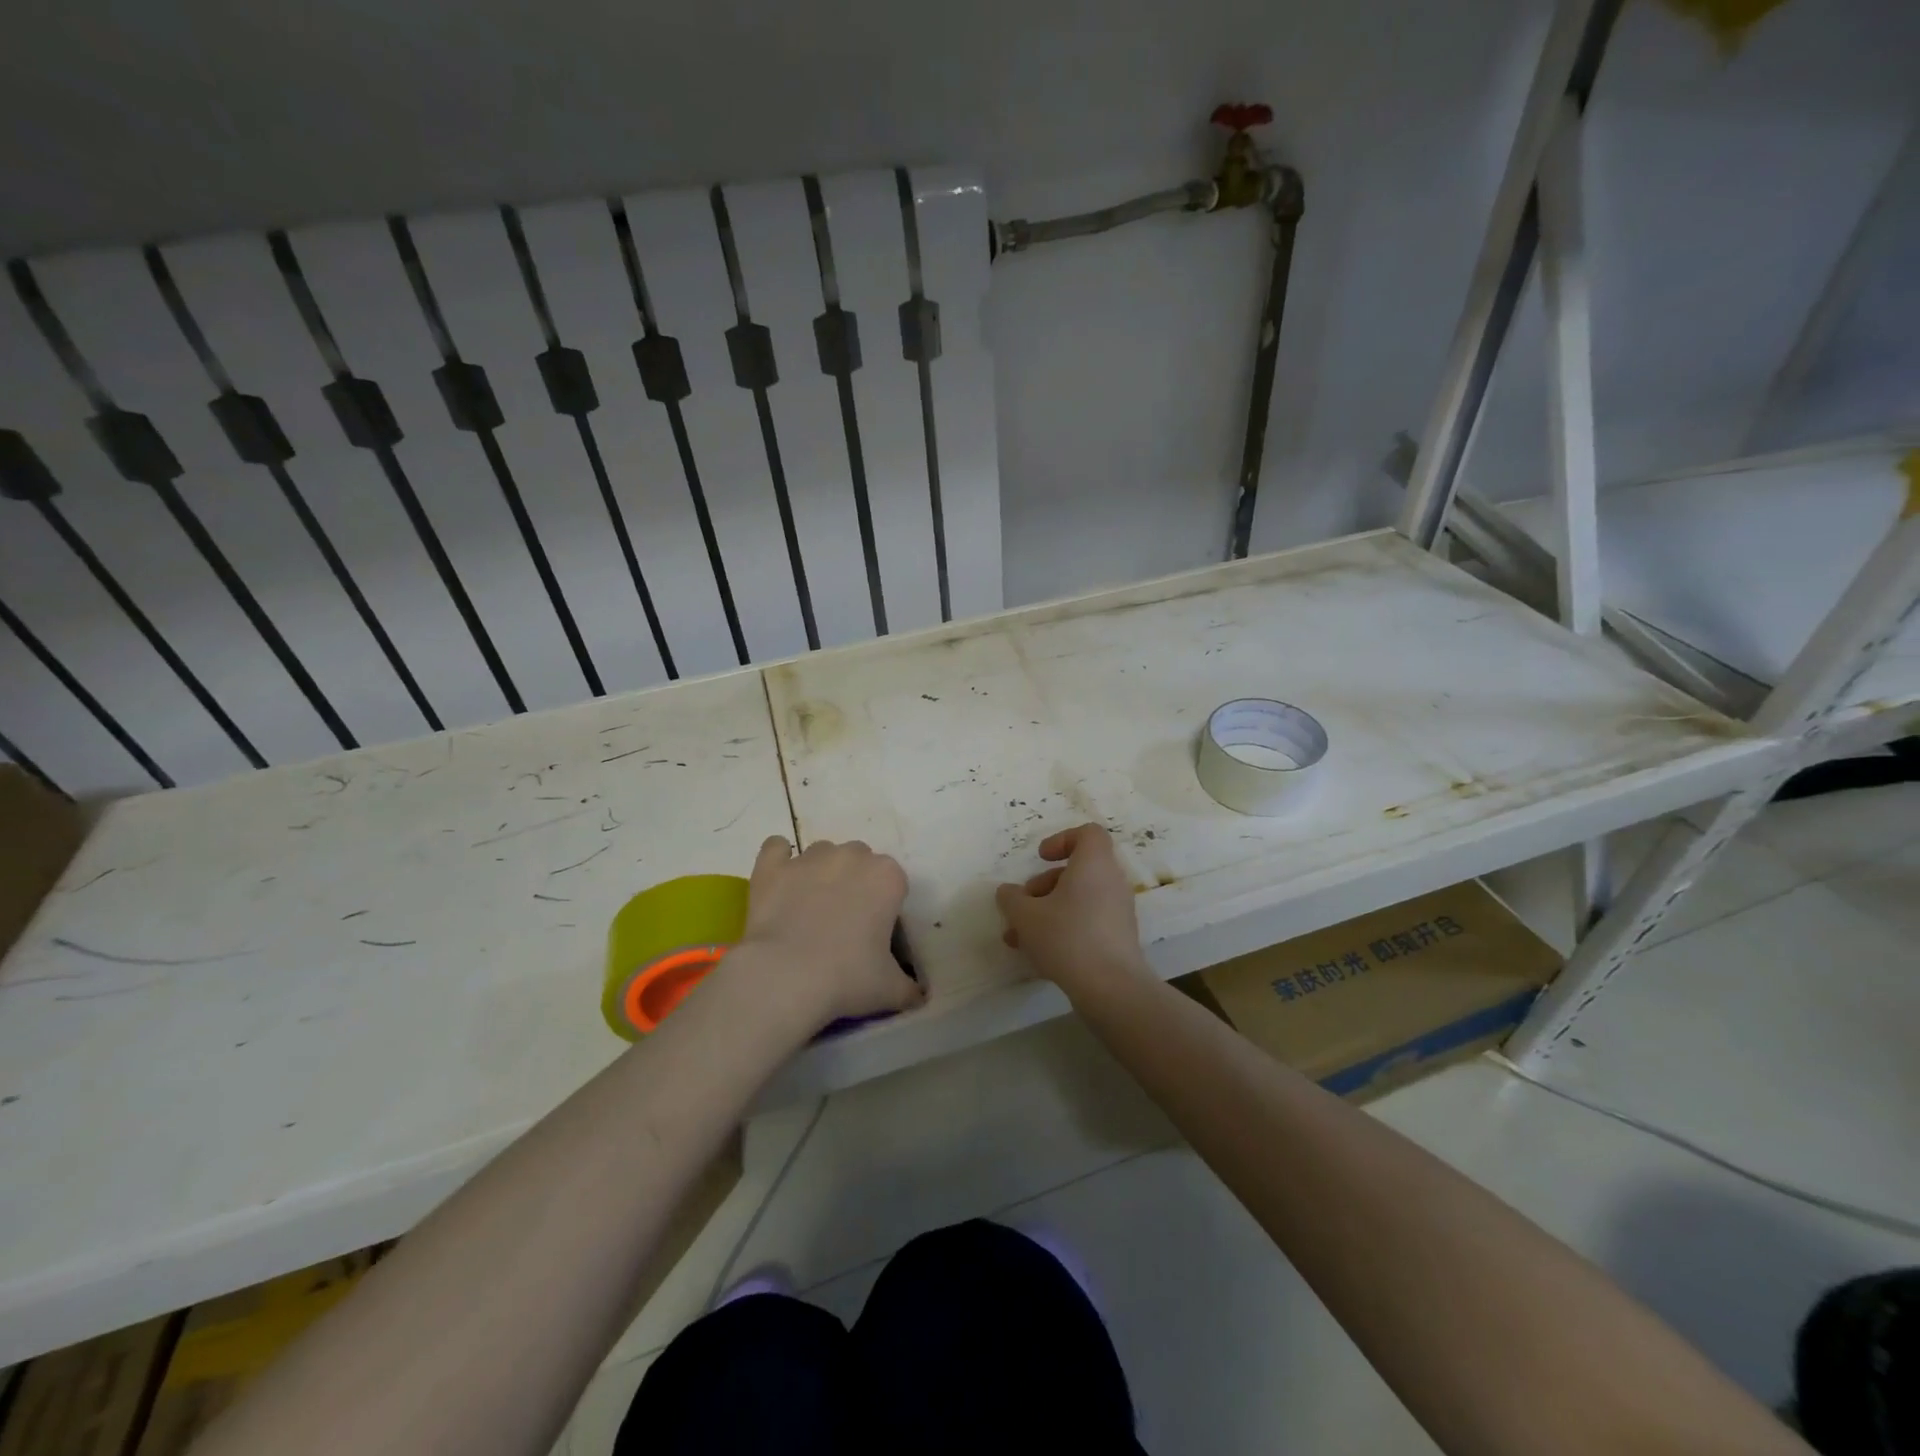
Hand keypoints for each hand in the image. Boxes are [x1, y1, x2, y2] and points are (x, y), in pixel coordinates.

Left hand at [730, 836, 924, 1028]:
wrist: (785, 977)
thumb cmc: (847, 978)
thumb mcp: (890, 990)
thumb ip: (910, 988)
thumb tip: (919, 997)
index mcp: (887, 877)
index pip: (894, 882)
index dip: (885, 906)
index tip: (875, 933)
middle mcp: (852, 856)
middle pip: (859, 861)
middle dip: (855, 883)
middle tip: (844, 923)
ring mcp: (809, 857)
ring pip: (822, 853)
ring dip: (820, 873)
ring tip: (809, 909)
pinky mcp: (772, 866)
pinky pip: (777, 848)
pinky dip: (779, 861)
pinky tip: (779, 883)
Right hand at [995, 824, 1151, 999]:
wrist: (1111, 987)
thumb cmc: (1067, 937)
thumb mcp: (1026, 916)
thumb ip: (1011, 899)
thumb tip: (1007, 892)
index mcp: (1094, 864)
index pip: (1088, 834)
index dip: (1062, 840)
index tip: (1041, 858)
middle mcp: (1111, 882)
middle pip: (1077, 870)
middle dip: (1044, 886)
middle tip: (1022, 906)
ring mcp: (1118, 911)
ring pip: (1079, 900)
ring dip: (1047, 912)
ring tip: (1019, 938)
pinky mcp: (1119, 938)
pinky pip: (1088, 922)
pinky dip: (1064, 929)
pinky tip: (1039, 954)